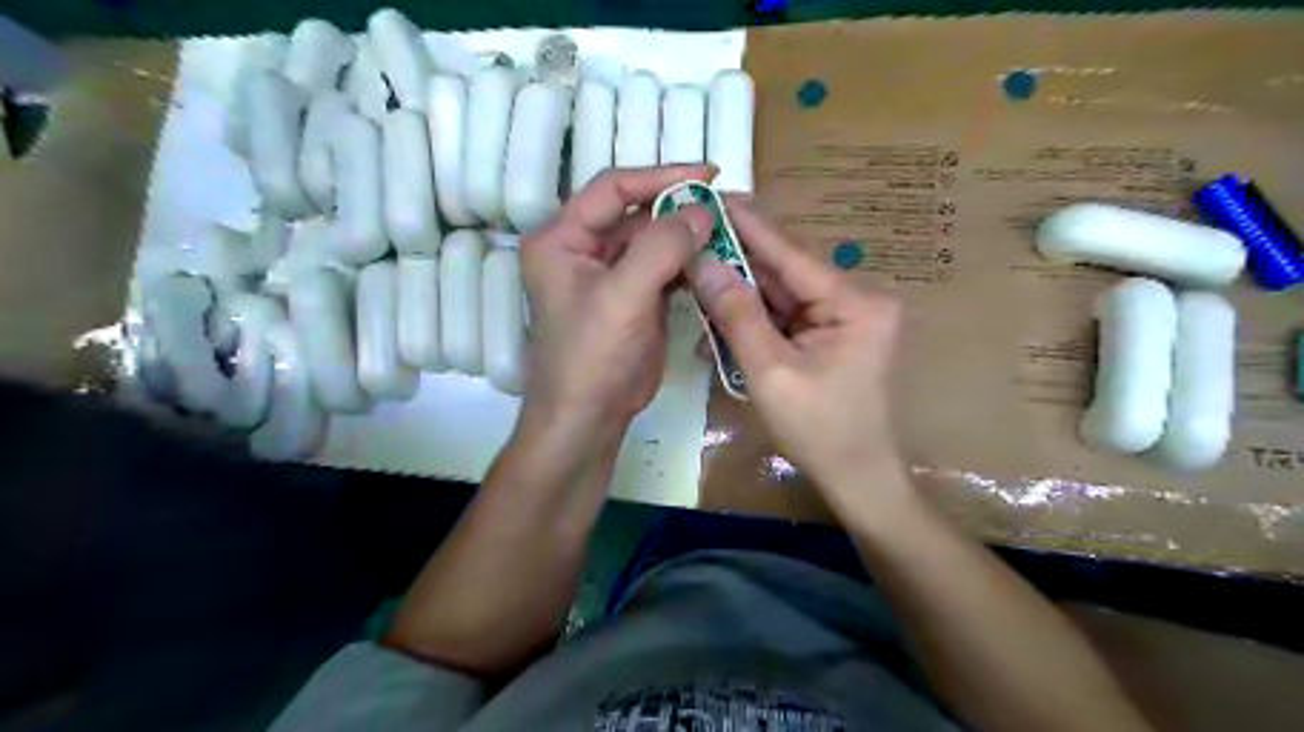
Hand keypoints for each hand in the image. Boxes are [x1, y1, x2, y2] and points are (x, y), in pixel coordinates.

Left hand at [522, 165, 716, 445]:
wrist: (589, 418)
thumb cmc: (592, 357)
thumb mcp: (623, 297)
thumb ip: (661, 247)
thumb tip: (702, 210)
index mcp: (562, 238)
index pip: (613, 189)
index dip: (661, 176)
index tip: (709, 175)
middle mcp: (582, 249)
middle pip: (637, 214)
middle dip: (682, 208)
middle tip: (731, 204)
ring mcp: (609, 274)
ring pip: (654, 240)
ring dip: (690, 235)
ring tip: (732, 227)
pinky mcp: (633, 297)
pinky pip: (664, 268)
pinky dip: (690, 263)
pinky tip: (718, 258)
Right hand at [683, 201, 909, 506]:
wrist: (856, 479)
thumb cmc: (819, 431)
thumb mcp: (770, 372)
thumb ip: (737, 315)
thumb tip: (703, 262)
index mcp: (855, 303)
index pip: (791, 255)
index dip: (749, 225)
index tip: (713, 195)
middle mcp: (855, 300)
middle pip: (785, 273)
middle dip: (736, 261)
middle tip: (691, 236)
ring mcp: (844, 318)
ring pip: (781, 295)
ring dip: (739, 293)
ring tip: (696, 273)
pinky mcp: (831, 336)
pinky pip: (785, 317)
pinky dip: (753, 319)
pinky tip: (718, 316)